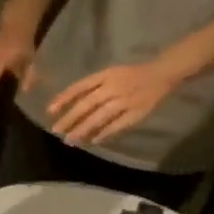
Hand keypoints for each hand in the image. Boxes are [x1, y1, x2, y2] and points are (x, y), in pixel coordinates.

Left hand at [47, 54, 192, 145]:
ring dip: (84, 129)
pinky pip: (118, 125)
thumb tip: (66, 103)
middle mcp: (114, 87)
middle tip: (56, 130)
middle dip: (70, 118)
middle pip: (87, 104)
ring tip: (71, 139)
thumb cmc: (131, 75)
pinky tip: (94, 141)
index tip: (50, 111)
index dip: (64, 98)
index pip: (81, 86)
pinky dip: (105, 133)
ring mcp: (126, 100)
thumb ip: (91, 87)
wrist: (162, 73)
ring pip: (100, 116)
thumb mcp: (109, 74)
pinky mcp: (137, 112)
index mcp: (106, 75)